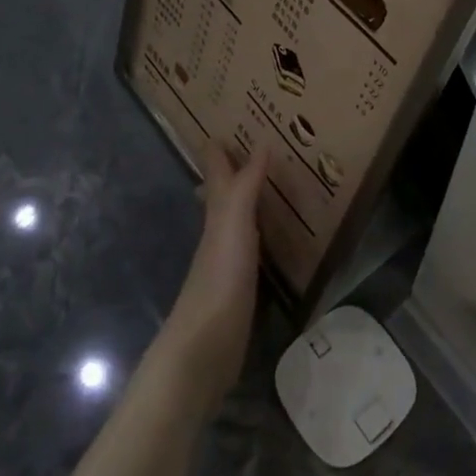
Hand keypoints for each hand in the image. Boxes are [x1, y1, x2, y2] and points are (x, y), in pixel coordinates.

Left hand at [155, 144, 266, 411]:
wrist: (203, 352)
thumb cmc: (218, 281)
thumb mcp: (233, 226)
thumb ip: (245, 186)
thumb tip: (261, 141)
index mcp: (217, 214)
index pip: (217, 172)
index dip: (219, 149)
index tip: (225, 123)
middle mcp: (219, 233)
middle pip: (222, 194)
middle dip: (231, 170)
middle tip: (251, 146)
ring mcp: (227, 263)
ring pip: (236, 220)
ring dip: (247, 200)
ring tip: (269, 184)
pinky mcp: (240, 290)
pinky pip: (253, 249)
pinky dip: (261, 234)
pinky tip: (272, 238)